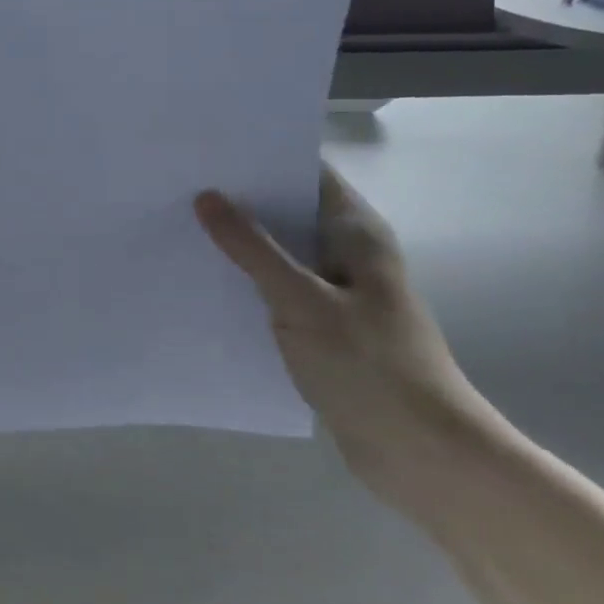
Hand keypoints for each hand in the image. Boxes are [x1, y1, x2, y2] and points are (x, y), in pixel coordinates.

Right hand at [196, 165, 497, 508]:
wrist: (422, 456)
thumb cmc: (369, 367)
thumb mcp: (302, 301)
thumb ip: (252, 248)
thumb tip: (207, 196)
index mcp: (355, 231)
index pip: (307, 170)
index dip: (263, 155)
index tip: (209, 147)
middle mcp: (347, 251)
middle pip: (290, 209)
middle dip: (241, 197)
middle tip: (181, 183)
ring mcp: (337, 290)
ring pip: (281, 251)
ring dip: (241, 242)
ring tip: (181, 223)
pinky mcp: (325, 326)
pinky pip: (280, 289)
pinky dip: (249, 280)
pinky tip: (207, 279)